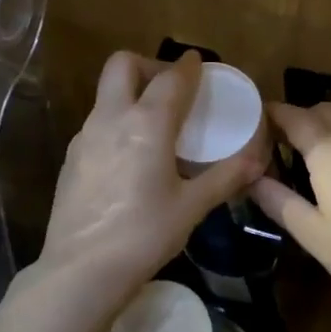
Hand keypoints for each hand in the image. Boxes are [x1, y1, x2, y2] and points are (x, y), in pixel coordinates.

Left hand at [38, 52, 264, 295]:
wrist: (81, 269)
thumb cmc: (144, 234)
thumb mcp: (192, 206)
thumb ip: (226, 176)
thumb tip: (258, 159)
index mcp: (147, 123)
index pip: (171, 78)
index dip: (188, 66)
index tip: (198, 62)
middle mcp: (111, 118)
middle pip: (123, 65)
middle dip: (149, 64)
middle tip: (171, 89)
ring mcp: (85, 136)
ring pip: (107, 94)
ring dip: (132, 94)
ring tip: (155, 125)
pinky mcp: (72, 158)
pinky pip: (97, 122)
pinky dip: (118, 122)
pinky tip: (131, 156)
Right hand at [250, 94, 330, 318]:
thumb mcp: (312, 234)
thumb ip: (278, 200)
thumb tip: (252, 178)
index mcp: (330, 151)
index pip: (295, 117)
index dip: (274, 115)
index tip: (261, 122)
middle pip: (325, 107)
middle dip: (303, 116)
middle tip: (289, 140)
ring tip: (329, 135)